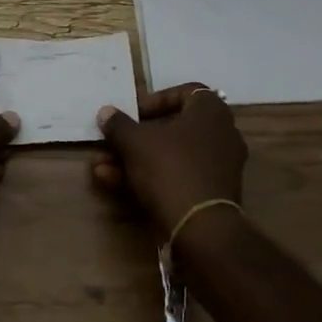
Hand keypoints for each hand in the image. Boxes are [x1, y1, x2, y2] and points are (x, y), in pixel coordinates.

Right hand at [93, 83, 247, 237]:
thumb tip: (105, 112)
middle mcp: (221, 135)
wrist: (199, 229)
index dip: (155, 100)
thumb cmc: (170, 168)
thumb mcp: (135, 142)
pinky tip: (111, 182)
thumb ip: (118, 124)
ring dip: (134, 159)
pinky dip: (147, 177)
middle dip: (135, 136)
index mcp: (211, 112)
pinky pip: (175, 176)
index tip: (133, 113)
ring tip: (101, 166)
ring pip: (169, 155)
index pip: (185, 92)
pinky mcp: (209, 194)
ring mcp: (217, 167)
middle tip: (112, 141)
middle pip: (172, 127)